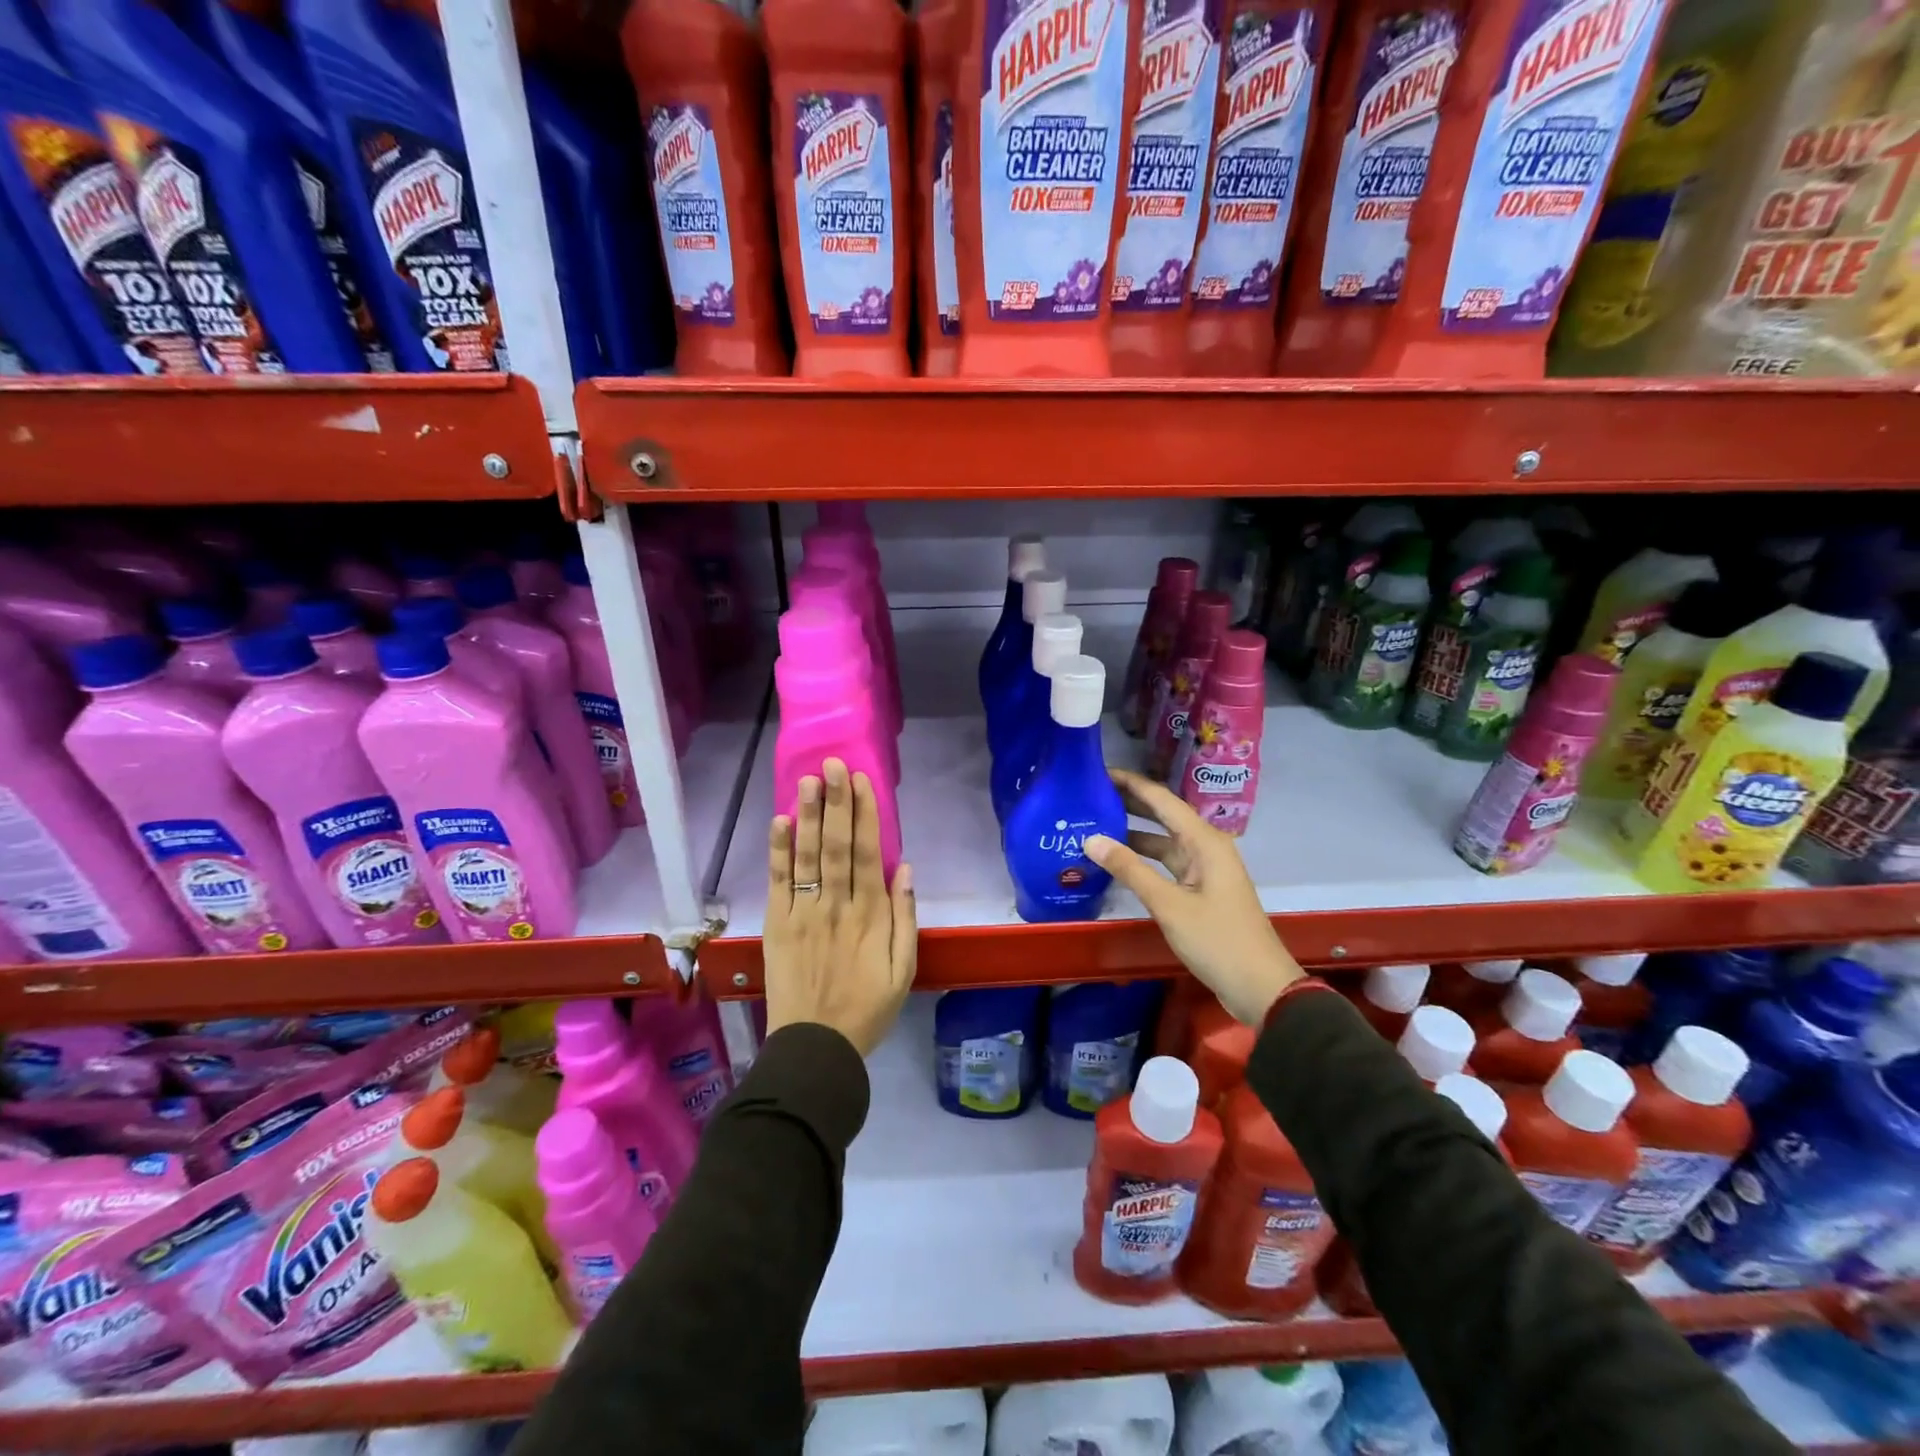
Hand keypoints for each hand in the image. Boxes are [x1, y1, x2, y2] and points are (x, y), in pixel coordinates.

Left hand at [764, 758, 917, 1056]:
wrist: (815, 1046)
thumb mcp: (904, 970)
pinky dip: (778, 851)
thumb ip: (905, 918)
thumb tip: (904, 868)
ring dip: (807, 815)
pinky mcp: (778, 925)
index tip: (861, 781)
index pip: (866, 853)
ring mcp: (803, 913)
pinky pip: (778, 882)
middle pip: (835, 845)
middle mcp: (836, 906)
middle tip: (833, 764)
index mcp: (870, 915)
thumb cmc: (867, 1008)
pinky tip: (780, 822)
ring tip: (808, 780)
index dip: (864, 814)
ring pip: (806, 856)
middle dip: (835, 802)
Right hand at [1086, 770, 1303, 1025]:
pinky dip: (1142, 859)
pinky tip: (1117, 860)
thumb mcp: (1168, 904)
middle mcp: (1205, 847)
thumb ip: (1130, 869)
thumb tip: (1091, 839)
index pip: (1162, 799)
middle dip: (1129, 803)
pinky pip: (1166, 863)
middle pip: (1163, 815)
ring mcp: (1203, 869)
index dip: (1130, 783)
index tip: (1097, 773)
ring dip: (1133, 832)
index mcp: (1204, 841)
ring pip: (1163, 841)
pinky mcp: (1199, 890)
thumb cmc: (1217, 940)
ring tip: (1094, 823)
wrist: (1259, 987)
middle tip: (1089, 795)